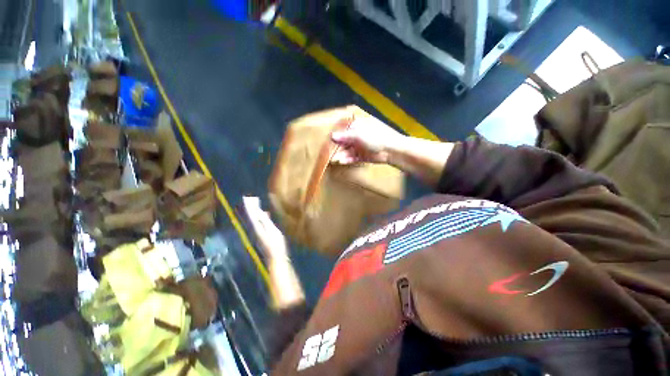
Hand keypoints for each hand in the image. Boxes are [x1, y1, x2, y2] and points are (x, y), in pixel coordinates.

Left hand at [243, 196, 288, 259]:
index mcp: (256, 227)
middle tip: (251, 199)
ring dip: (255, 212)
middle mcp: (254, 229)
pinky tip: (266, 215)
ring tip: (258, 204)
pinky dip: (260, 217)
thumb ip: (265, 220)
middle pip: (251, 217)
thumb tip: (259, 211)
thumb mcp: (272, 230)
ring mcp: (258, 233)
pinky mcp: (262, 235)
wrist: (275, 257)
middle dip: (251, 208)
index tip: (246, 198)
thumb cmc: (275, 243)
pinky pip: (259, 223)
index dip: (249, 206)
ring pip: (254, 220)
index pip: (251, 214)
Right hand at [331, 117, 404, 164]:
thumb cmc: (376, 137)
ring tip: (334, 159)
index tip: (327, 140)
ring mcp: (361, 146)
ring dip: (342, 154)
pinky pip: (353, 157)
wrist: (392, 150)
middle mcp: (359, 135)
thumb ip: (345, 136)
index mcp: (359, 125)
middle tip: (328, 152)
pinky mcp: (363, 156)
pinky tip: (342, 161)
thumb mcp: (359, 134)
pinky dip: (348, 159)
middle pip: (345, 141)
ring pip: (348, 150)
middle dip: (337, 147)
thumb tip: (332, 136)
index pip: (344, 129)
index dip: (336, 134)